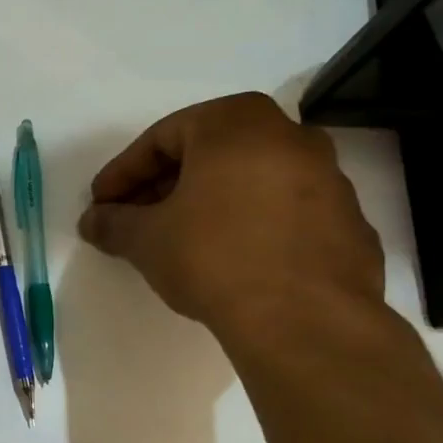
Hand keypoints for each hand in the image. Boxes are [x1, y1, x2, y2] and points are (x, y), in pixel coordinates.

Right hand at [77, 93, 383, 350]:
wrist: (304, 320)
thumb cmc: (214, 257)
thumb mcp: (147, 239)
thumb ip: (114, 223)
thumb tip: (93, 221)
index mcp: (236, 123)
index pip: (162, 138)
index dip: (123, 173)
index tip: (101, 204)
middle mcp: (289, 135)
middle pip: (209, 153)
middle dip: (165, 186)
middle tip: (135, 220)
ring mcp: (329, 178)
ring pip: (250, 180)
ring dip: (209, 203)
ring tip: (180, 241)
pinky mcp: (349, 222)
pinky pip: (284, 212)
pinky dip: (251, 225)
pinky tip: (231, 262)